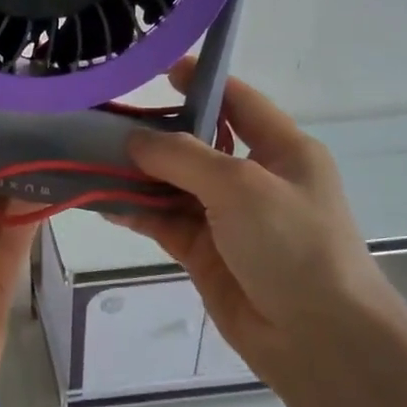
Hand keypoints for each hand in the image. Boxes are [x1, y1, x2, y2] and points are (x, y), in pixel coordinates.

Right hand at [112, 61, 406, 393]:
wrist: (318, 338)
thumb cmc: (293, 246)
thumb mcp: (241, 187)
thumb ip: (183, 157)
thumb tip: (135, 139)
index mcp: (282, 150)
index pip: (237, 101)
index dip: (200, 82)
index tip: (155, 69)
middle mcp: (254, 178)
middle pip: (196, 144)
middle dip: (153, 133)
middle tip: (101, 119)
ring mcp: (228, 218)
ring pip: (173, 185)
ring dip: (136, 175)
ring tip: (89, 159)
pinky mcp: (205, 253)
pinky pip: (164, 222)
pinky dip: (137, 212)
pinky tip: (103, 203)